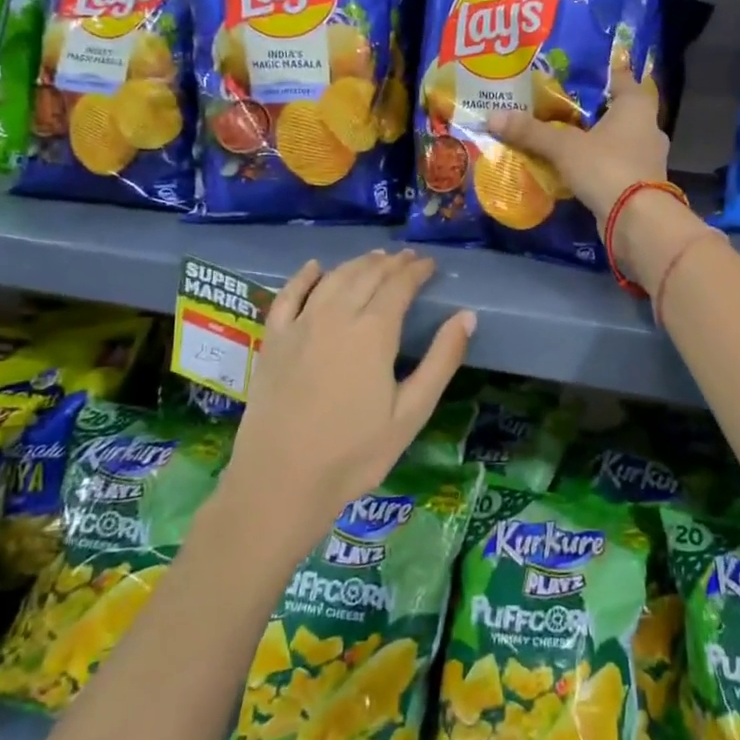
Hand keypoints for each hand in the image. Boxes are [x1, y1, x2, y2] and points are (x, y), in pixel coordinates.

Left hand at [225, 250, 474, 529]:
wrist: (280, 482)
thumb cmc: (354, 454)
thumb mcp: (411, 413)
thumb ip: (441, 361)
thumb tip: (467, 316)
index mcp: (373, 332)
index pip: (399, 286)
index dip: (416, 270)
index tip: (430, 263)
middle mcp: (336, 317)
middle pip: (366, 276)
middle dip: (391, 263)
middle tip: (407, 259)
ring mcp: (299, 326)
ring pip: (333, 280)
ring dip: (357, 264)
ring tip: (375, 258)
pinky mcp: (273, 342)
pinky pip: (288, 296)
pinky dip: (304, 277)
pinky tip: (315, 267)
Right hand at [487, 59, 669, 227]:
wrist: (637, 220)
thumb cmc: (606, 167)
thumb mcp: (564, 147)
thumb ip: (531, 131)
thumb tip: (493, 116)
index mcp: (637, 105)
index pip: (620, 77)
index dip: (597, 74)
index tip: (572, 74)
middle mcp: (648, 126)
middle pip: (616, 111)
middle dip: (590, 111)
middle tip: (559, 108)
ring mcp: (648, 157)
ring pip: (617, 140)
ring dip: (594, 141)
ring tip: (562, 139)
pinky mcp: (642, 184)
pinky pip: (615, 165)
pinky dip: (597, 165)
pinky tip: (574, 170)